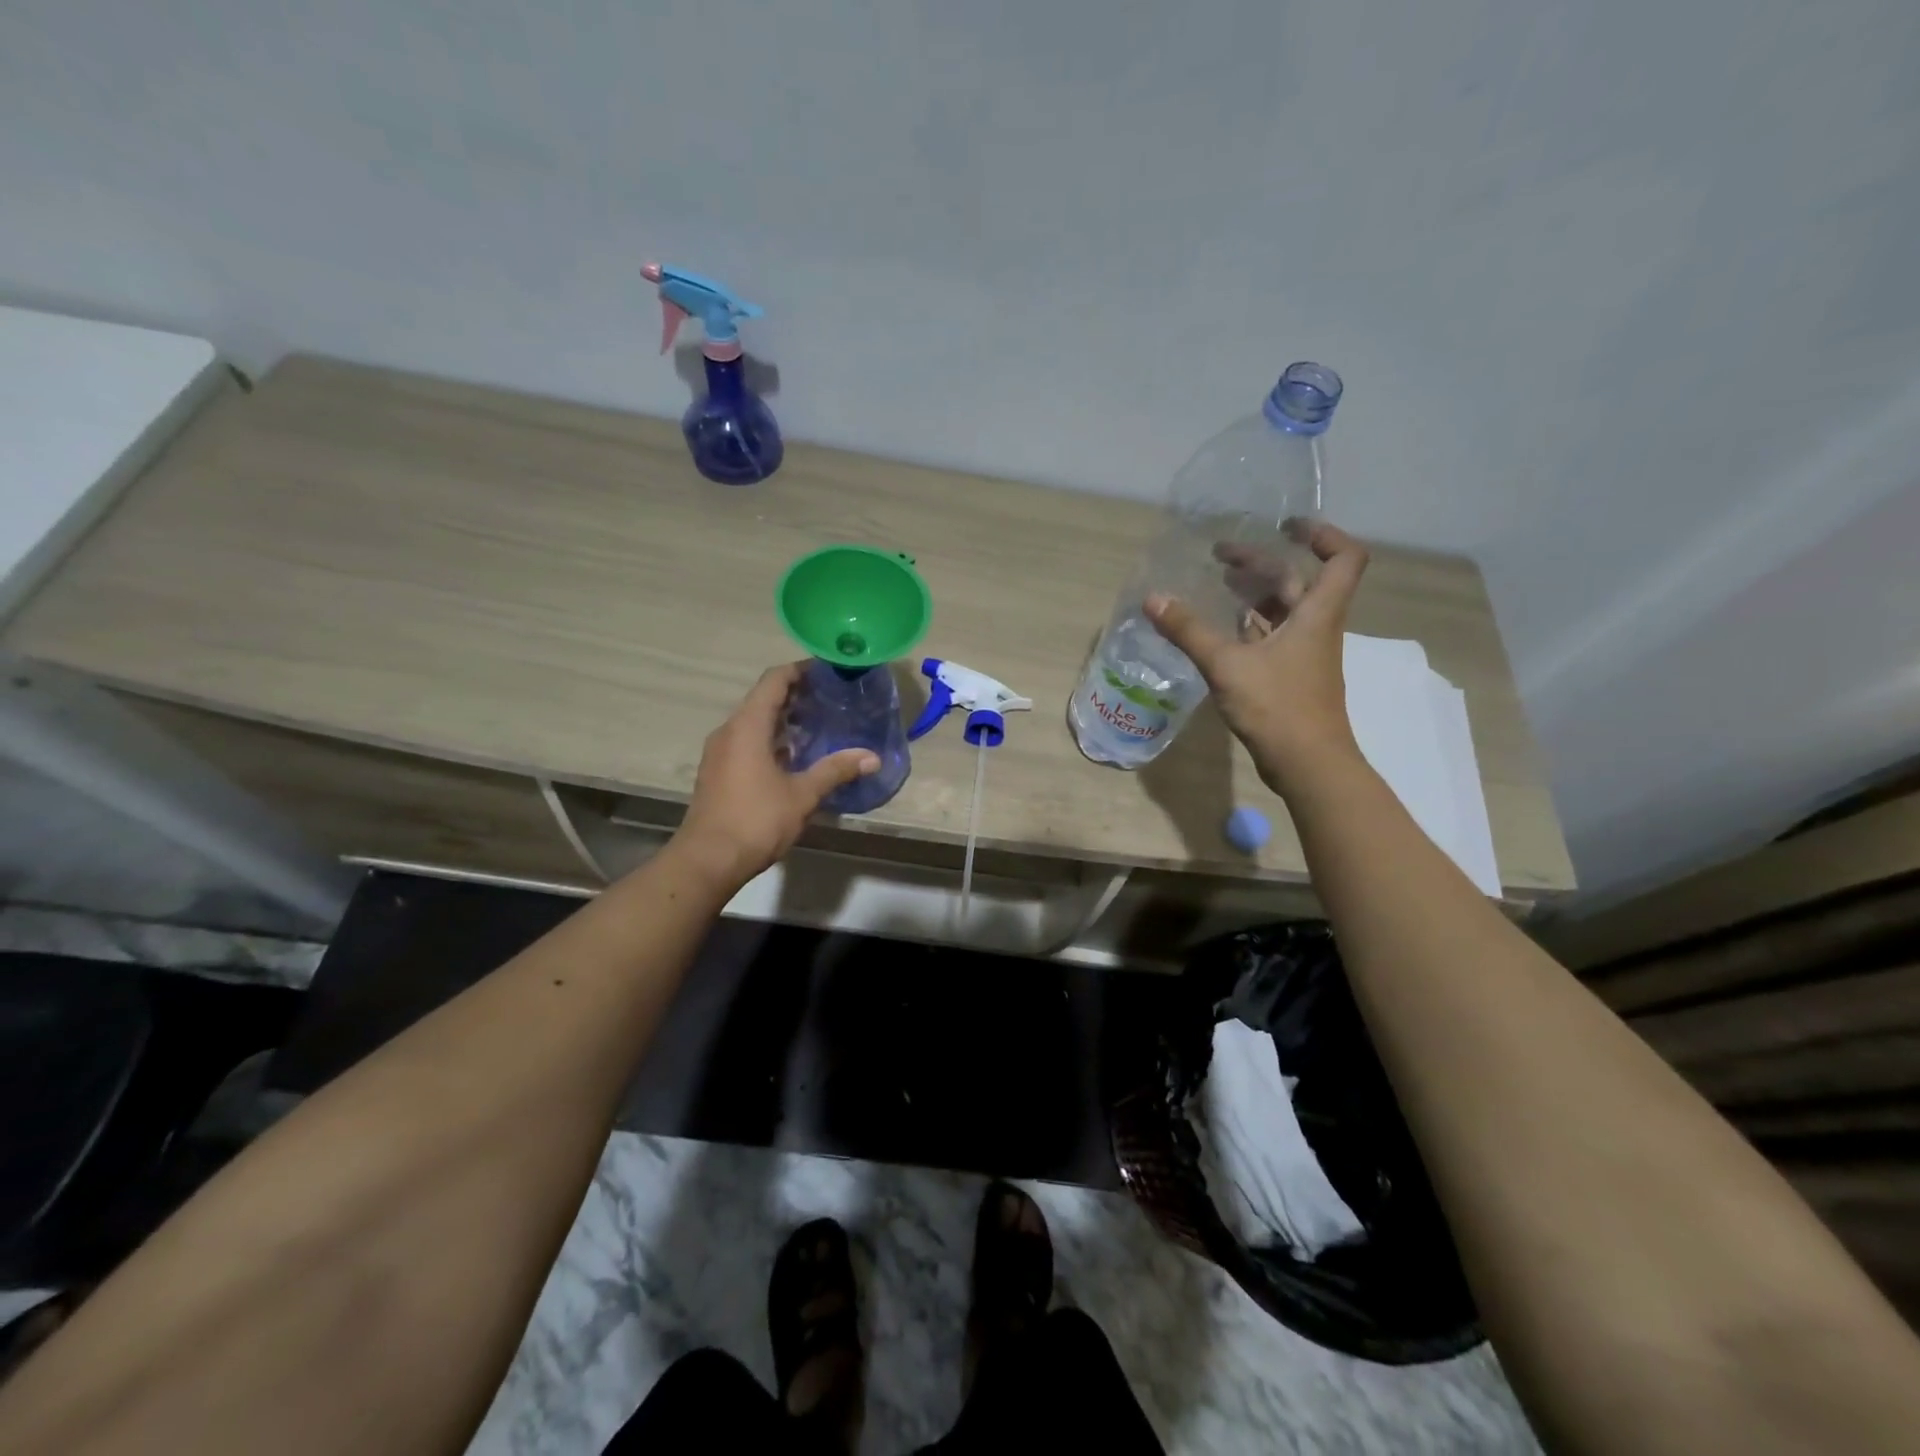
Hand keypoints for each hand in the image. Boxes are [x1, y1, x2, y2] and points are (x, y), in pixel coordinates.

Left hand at [674, 663, 878, 887]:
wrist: (708, 860)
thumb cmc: (756, 819)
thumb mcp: (802, 794)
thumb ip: (836, 770)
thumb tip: (872, 757)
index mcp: (747, 726)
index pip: (774, 681)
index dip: (800, 670)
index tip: (827, 671)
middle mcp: (729, 731)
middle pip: (763, 699)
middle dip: (796, 695)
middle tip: (831, 698)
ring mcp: (719, 752)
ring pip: (754, 722)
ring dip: (783, 719)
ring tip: (818, 724)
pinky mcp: (718, 772)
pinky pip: (746, 742)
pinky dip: (770, 739)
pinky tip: (794, 756)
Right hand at [1145, 522, 1369, 790]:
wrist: (1308, 764)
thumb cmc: (1277, 706)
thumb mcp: (1227, 665)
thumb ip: (1189, 631)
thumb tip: (1153, 599)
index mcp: (1317, 613)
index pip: (1343, 558)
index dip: (1322, 534)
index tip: (1285, 526)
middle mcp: (1317, 627)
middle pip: (1297, 581)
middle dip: (1261, 563)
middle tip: (1220, 557)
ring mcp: (1305, 654)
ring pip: (1284, 611)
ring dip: (1255, 594)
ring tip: (1218, 585)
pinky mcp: (1291, 677)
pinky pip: (1273, 638)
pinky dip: (1250, 626)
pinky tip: (1222, 629)